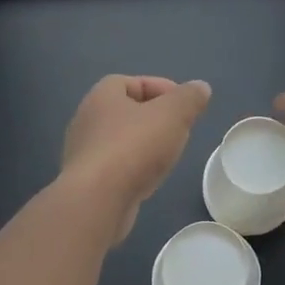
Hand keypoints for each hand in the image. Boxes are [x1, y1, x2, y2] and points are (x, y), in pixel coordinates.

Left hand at [61, 75, 211, 242]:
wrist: (97, 201)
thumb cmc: (134, 146)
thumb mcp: (173, 113)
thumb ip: (189, 97)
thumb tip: (200, 87)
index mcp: (102, 96)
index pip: (133, 82)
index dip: (161, 88)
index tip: (184, 106)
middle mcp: (87, 120)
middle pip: (127, 112)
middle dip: (155, 119)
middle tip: (179, 130)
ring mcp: (83, 154)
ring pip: (121, 141)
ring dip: (145, 145)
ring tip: (167, 156)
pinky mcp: (86, 183)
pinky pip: (115, 168)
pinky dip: (134, 169)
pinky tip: (149, 180)